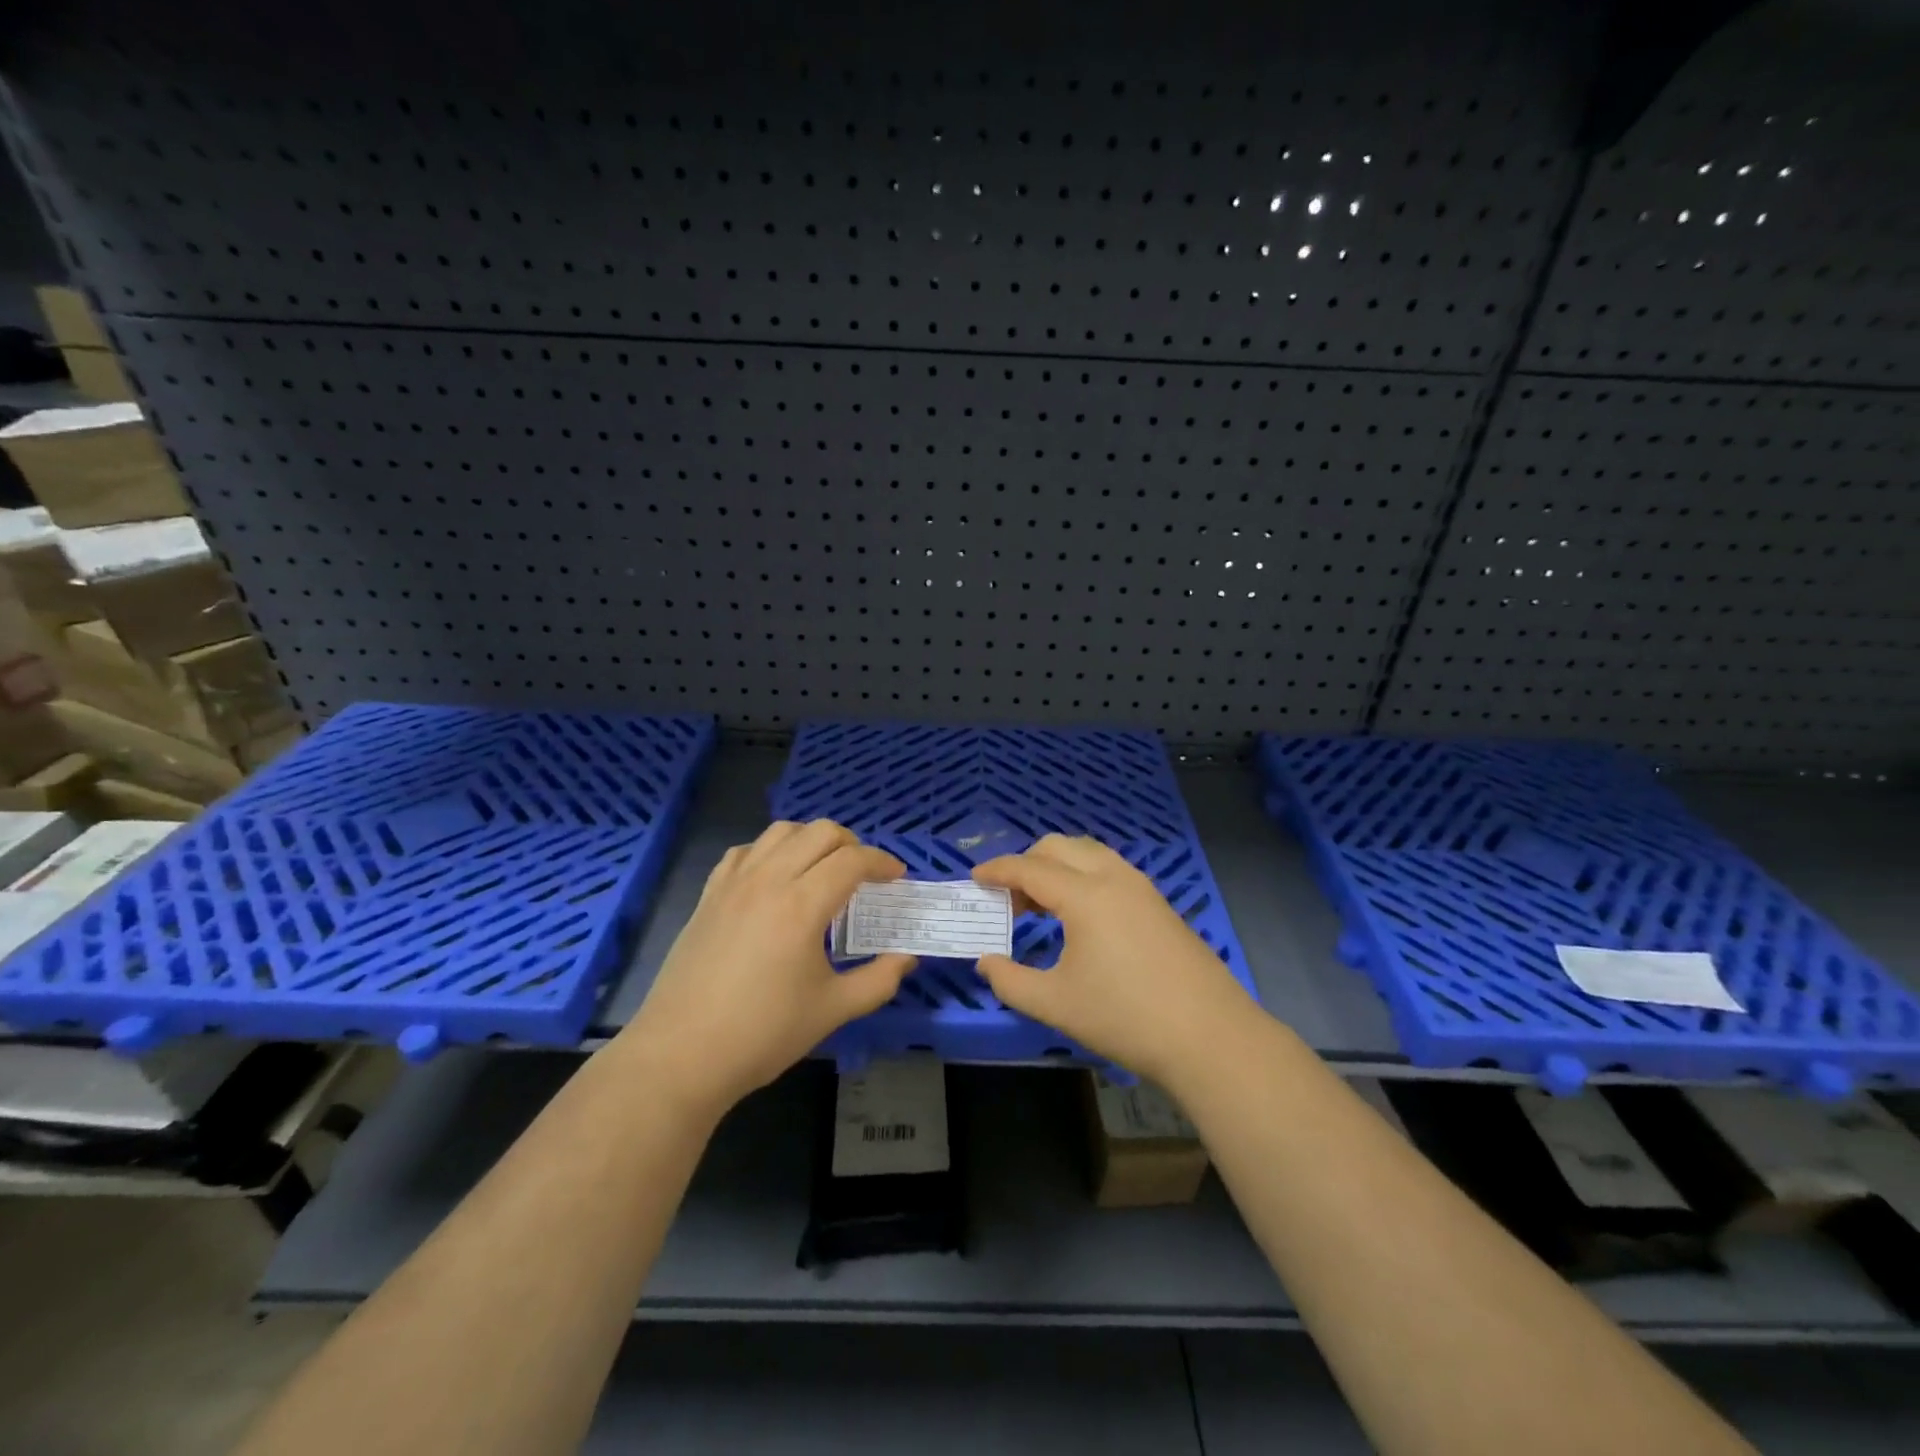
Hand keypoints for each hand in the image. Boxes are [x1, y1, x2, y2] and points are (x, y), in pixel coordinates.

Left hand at [618, 820, 914, 1116]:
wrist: (681, 1055)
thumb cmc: (763, 1034)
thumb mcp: (833, 1010)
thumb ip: (879, 979)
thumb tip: (907, 956)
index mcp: (802, 906)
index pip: (852, 860)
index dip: (882, 862)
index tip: (897, 877)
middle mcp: (768, 881)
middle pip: (819, 832)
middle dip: (852, 844)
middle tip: (864, 874)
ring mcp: (733, 884)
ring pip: (780, 832)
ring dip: (810, 840)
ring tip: (822, 869)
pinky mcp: (709, 895)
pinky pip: (744, 851)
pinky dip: (770, 852)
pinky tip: (775, 879)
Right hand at [972, 835, 1255, 1084]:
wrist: (1209, 1036)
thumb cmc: (1126, 1018)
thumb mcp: (1056, 1004)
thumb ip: (1010, 981)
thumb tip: (986, 962)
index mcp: (1085, 895)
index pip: (1030, 868)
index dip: (997, 870)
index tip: (975, 878)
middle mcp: (1113, 877)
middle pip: (1059, 847)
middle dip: (1026, 862)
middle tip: (1008, 898)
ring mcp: (1141, 887)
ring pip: (1088, 853)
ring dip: (1057, 866)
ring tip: (1040, 904)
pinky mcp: (1158, 902)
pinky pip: (1109, 868)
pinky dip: (1082, 875)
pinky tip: (1079, 914)